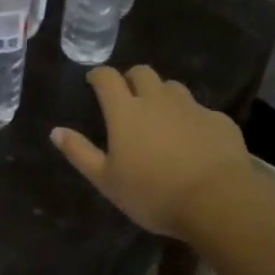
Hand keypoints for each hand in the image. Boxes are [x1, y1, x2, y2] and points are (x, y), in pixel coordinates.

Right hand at [51, 66, 254, 238]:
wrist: (219, 201)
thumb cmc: (154, 193)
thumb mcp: (107, 181)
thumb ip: (80, 153)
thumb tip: (56, 131)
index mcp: (125, 111)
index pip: (107, 77)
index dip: (98, 75)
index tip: (94, 82)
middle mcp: (157, 99)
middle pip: (142, 73)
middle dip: (132, 79)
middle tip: (128, 98)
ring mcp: (191, 107)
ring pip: (173, 88)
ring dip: (162, 95)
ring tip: (162, 118)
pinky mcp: (219, 120)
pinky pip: (201, 111)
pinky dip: (192, 119)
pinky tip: (195, 141)